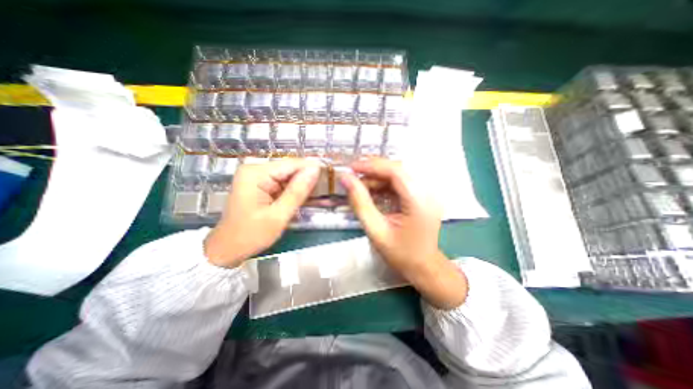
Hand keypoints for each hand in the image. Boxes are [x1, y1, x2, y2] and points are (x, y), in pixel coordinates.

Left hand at [204, 159, 319, 267]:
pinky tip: (300, 198)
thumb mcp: (278, 215)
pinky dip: (292, 190)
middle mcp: (254, 169)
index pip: (291, 164)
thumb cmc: (251, 235)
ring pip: (287, 175)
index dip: (311, 169)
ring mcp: (255, 176)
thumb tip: (315, 170)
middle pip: (289, 168)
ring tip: (314, 195)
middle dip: (306, 178)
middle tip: (323, 189)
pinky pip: (281, 182)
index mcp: (255, 173)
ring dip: (300, 185)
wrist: (227, 249)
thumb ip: (297, 192)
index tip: (329, 177)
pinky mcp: (258, 183)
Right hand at [340, 157, 466, 308]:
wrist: (424, 267)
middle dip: (373, 170)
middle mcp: (427, 193)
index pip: (396, 172)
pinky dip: (384, 184)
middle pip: (398, 169)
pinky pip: (400, 183)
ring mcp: (426, 193)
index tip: (352, 168)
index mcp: (419, 202)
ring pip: (398, 174)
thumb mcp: (376, 231)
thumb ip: (360, 203)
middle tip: (353, 177)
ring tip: (360, 186)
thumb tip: (346, 179)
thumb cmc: (401, 254)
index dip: (372, 166)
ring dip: (377, 177)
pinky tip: (372, 191)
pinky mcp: (422, 196)